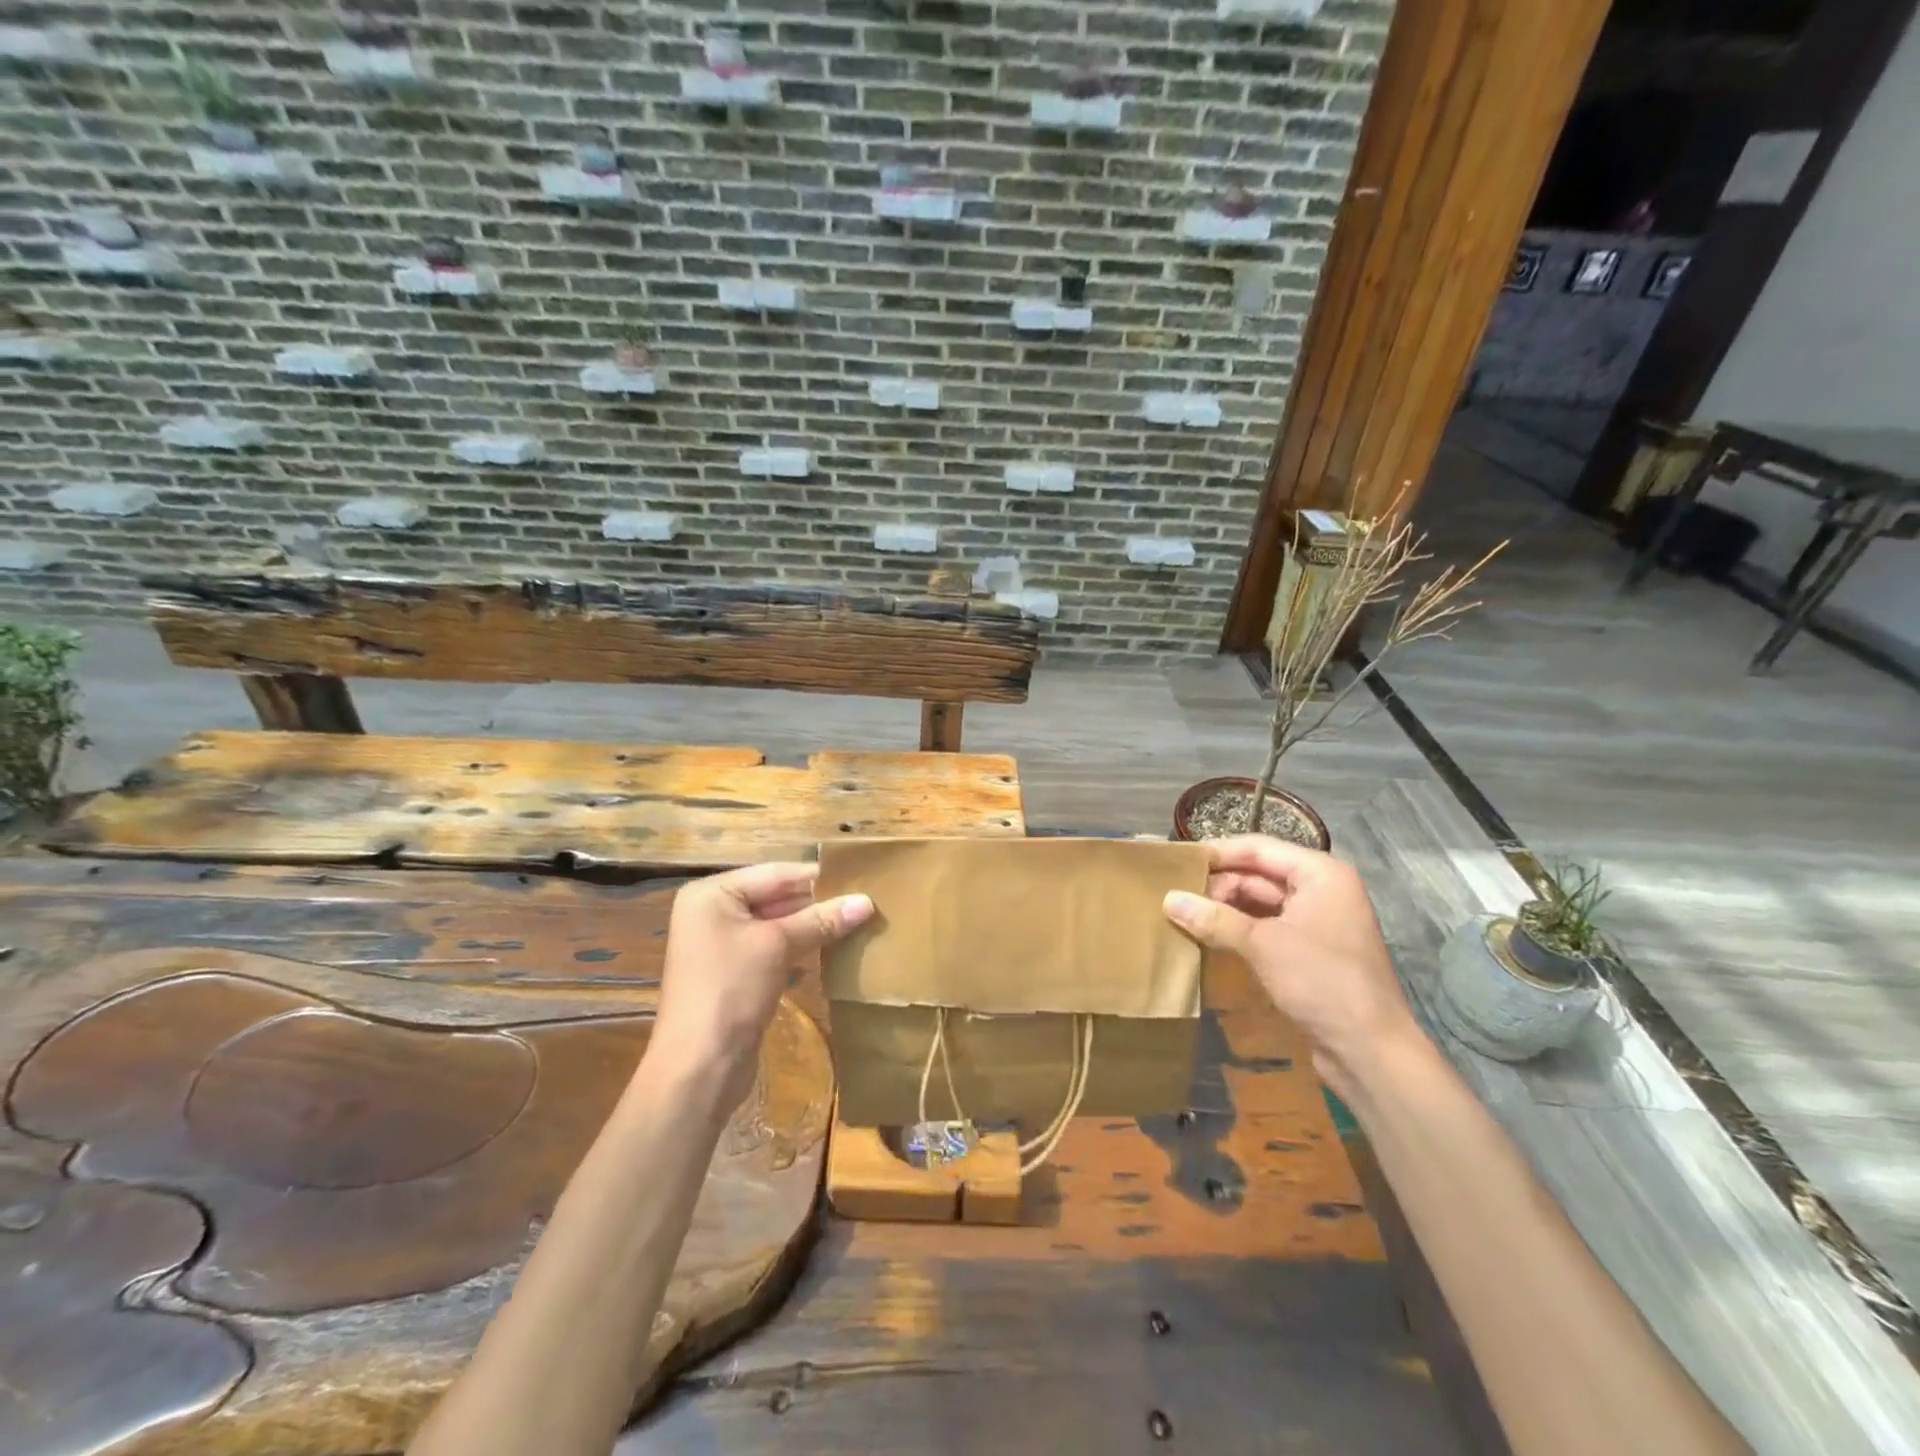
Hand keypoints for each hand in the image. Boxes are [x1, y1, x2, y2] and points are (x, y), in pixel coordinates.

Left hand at [651, 863, 873, 1105]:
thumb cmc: (731, 990)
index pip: (775, 873)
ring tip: (858, 921)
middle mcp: (713, 913)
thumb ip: (821, 920)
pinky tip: (835, 949)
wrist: (699, 1068)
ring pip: (778, 925)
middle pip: (776, 897)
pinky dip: (802, 948)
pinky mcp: (736, 975)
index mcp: (712, 895)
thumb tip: (867, 901)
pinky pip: (775, 950)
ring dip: (814, 926)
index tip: (861, 877)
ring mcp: (723, 946)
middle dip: (818, 903)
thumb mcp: (778, 946)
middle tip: (865, 901)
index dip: (818, 877)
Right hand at [1162, 835, 1422, 1098]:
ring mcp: (1318, 921)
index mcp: (1320, 873)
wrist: (1372, 1053)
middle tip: (1176, 897)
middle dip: (1218, 885)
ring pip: (1261, 902)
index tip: (1177, 862)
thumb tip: (1167, 899)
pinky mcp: (1311, 950)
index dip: (1216, 853)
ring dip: (1226, 908)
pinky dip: (1239, 929)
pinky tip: (1209, 937)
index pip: (1258, 848)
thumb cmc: (1323, 983)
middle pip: (1259, 873)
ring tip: (1185, 916)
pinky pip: (1267, 927)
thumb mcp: (1263, 945)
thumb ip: (1214, 919)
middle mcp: (1322, 889)